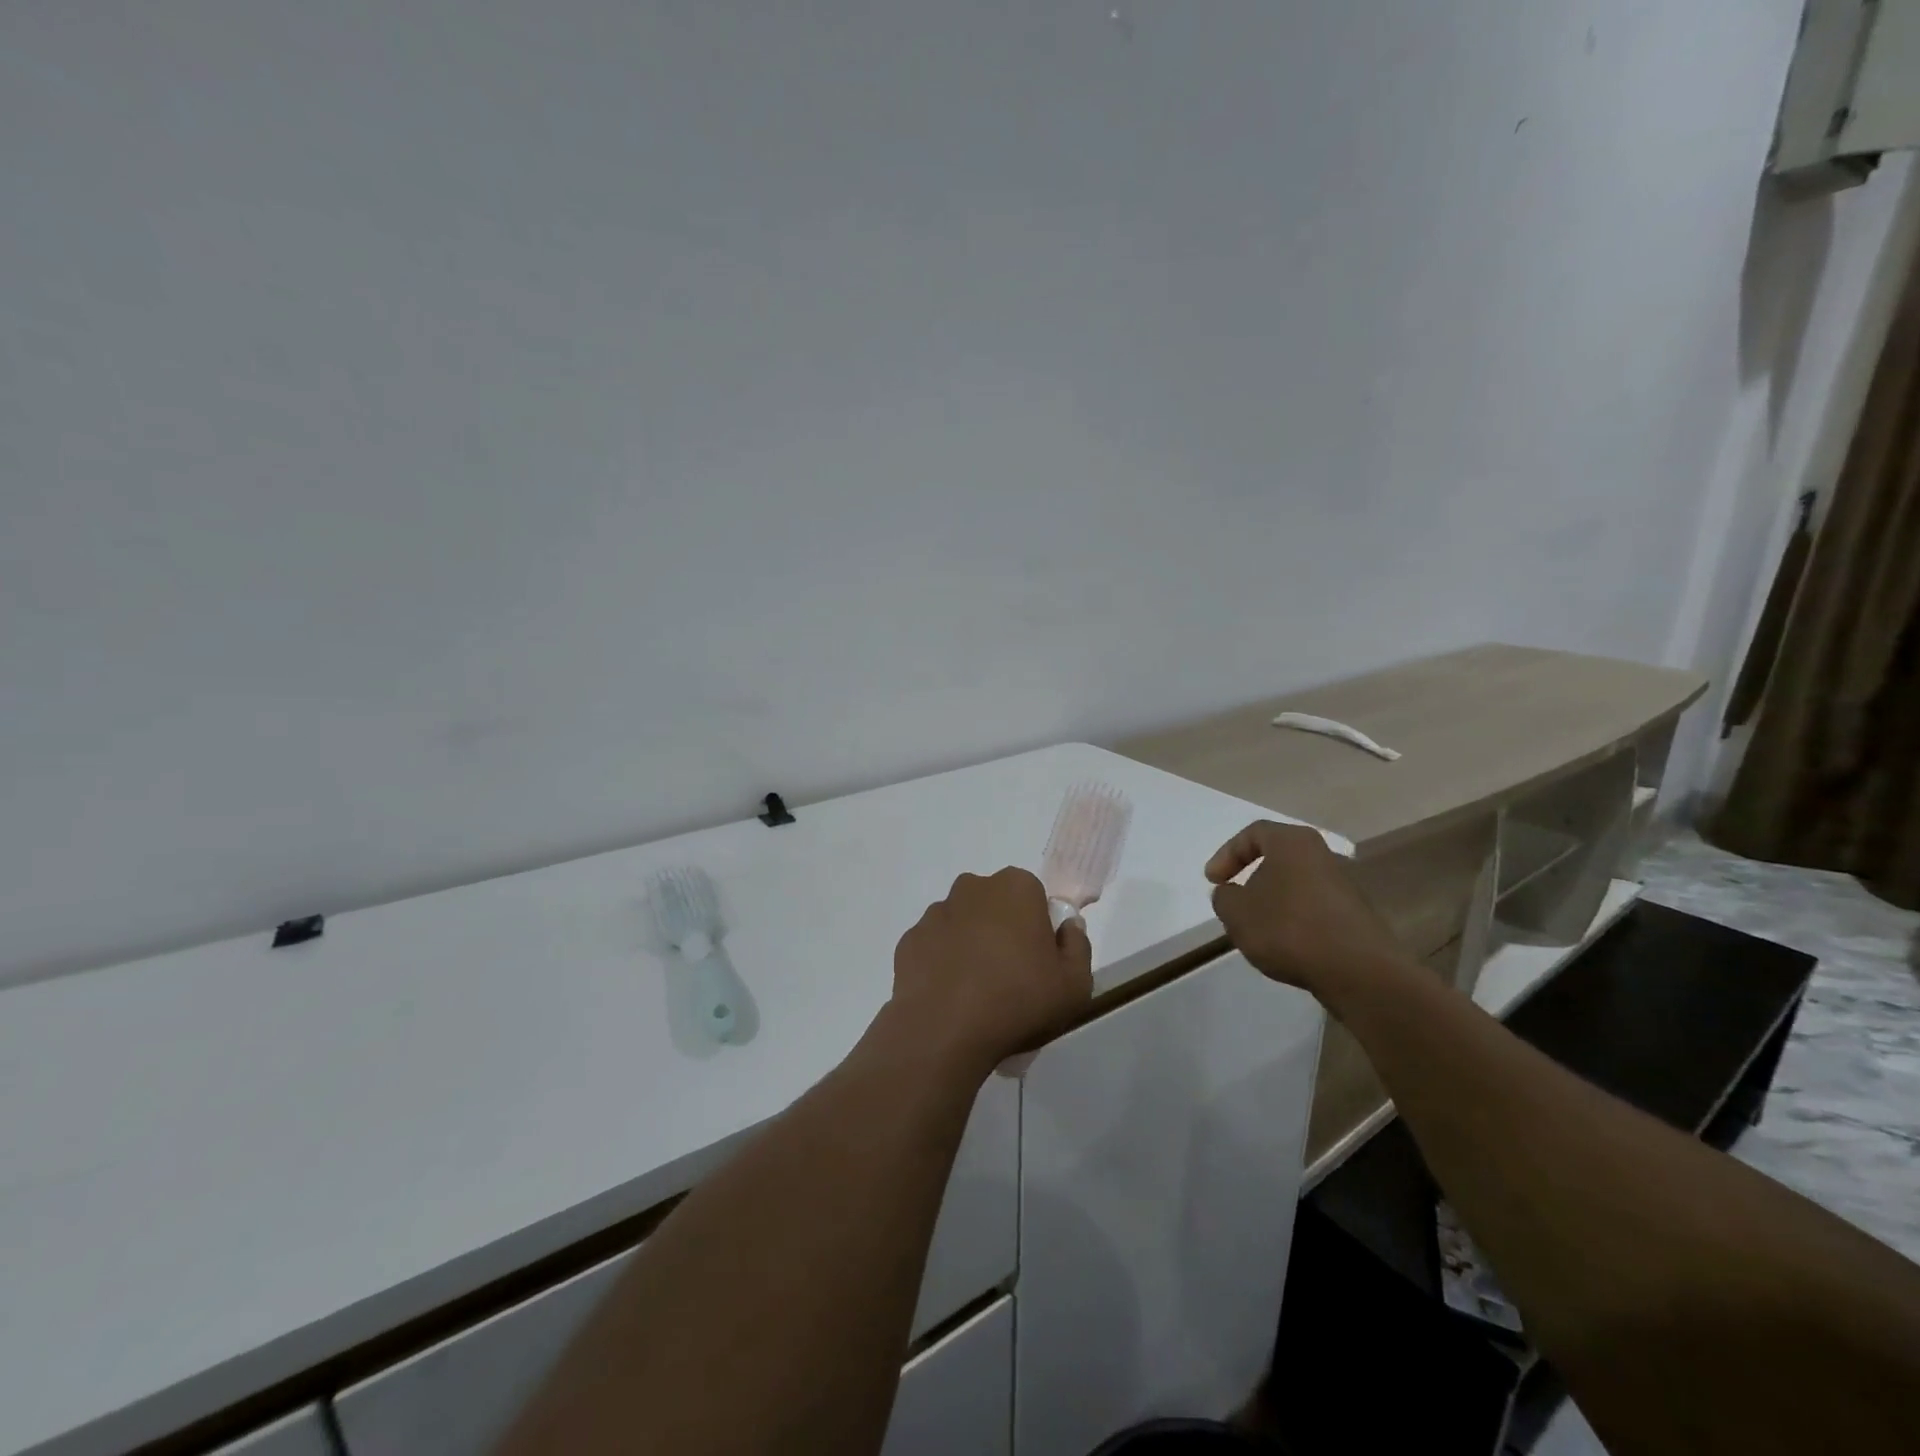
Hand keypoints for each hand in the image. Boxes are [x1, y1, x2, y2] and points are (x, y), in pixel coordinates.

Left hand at [888, 868, 1093, 1073]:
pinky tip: (951, 997)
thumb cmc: (1018, 1000)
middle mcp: (972, 888)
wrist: (944, 1030)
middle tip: (1012, 977)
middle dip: (1003, 930)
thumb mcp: (1075, 984)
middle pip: (996, 905)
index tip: (1040, 962)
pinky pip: (935, 947)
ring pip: (963, 924)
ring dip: (971, 946)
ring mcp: (936, 913)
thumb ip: (1078, 946)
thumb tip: (1067, 927)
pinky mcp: (909, 940)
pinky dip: (943, 964)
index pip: (1034, 896)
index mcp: (1016, 888)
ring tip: (978, 993)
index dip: (1039, 928)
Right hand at [1205, 821, 1412, 1000]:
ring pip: (1296, 884)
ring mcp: (1344, 885)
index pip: (1253, 833)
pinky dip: (1295, 920)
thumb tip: (1232, 893)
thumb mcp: (1236, 913)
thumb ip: (1224, 897)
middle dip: (1252, 878)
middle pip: (1278, 857)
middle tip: (1235, 902)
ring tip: (1258, 929)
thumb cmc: (1288, 929)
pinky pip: (1314, 907)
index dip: (1227, 854)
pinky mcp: (1356, 914)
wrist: (1358, 972)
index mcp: (1292, 842)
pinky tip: (1287, 944)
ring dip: (1274, 902)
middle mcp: (1322, 854)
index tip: (1213, 881)